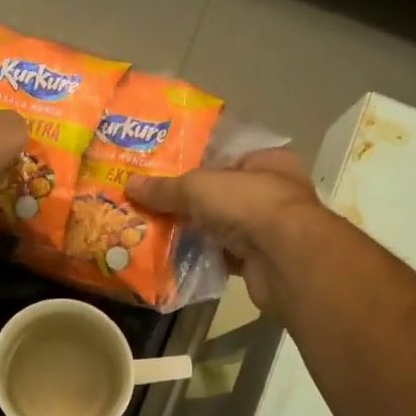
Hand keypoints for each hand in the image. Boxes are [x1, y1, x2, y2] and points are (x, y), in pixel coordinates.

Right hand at [128, 148, 326, 311]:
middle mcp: (272, 191)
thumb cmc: (249, 204)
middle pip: (220, 192)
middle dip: (187, 199)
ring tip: (153, 228)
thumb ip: (165, 188)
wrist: (285, 260)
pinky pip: (222, 254)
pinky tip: (172, 256)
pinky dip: (201, 255)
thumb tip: (129, 185)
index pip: (226, 155)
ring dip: (193, 229)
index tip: (163, 168)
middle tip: (150, 200)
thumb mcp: (197, 187)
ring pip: (220, 225)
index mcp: (267, 161)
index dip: (194, 160)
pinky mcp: (260, 260)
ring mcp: (268, 228)